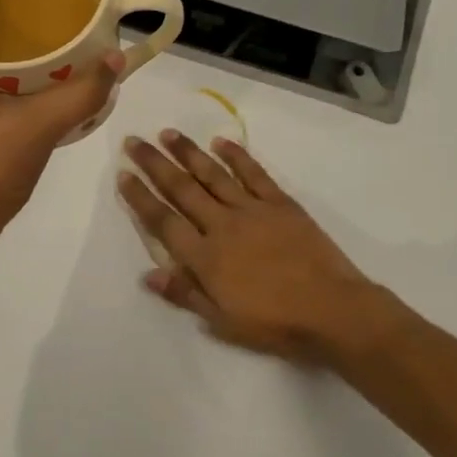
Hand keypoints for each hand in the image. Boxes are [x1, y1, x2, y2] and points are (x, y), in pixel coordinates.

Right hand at [118, 132, 416, 371]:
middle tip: (134, 141)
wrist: (333, 311)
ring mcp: (252, 210)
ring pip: (212, 174)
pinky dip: (237, 156)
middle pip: (181, 189)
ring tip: (168, 133)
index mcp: (204, 256)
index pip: (163, 220)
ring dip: (188, 152)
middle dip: (154, 164)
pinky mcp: (280, 203)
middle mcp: (222, 225)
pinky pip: (254, 173)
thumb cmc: (274, 324)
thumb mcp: (222, 321)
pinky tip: (221, 141)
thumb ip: (185, 294)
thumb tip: (148, 274)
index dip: (140, 197)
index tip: (123, 174)